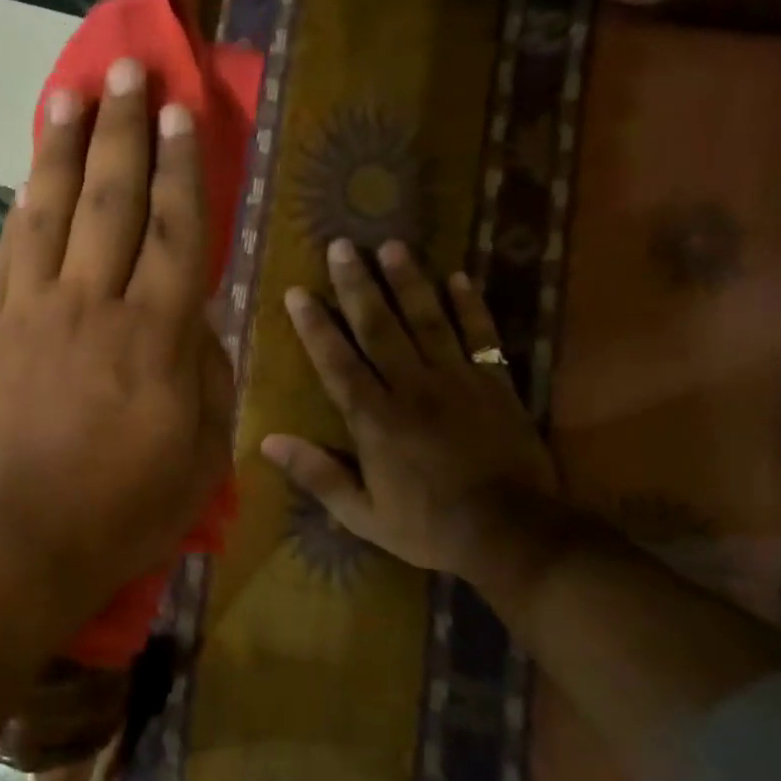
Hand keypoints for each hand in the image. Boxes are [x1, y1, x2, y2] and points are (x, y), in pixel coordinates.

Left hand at [0, 58, 233, 640]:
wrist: (13, 541)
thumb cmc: (120, 512)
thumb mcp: (200, 458)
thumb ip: (207, 377)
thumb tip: (197, 320)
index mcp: (155, 337)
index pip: (177, 230)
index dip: (183, 165)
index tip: (183, 111)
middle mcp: (92, 304)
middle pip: (112, 199)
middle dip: (124, 129)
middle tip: (128, 70)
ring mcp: (33, 310)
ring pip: (52, 209)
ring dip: (63, 147)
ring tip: (72, 93)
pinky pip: (10, 250)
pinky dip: (24, 205)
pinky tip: (31, 174)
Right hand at [261, 240, 556, 575]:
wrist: (513, 534)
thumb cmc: (429, 526)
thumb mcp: (363, 515)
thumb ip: (318, 475)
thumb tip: (268, 442)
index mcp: (375, 419)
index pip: (338, 362)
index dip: (316, 326)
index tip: (298, 292)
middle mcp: (411, 388)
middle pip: (379, 327)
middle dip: (357, 285)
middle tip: (341, 246)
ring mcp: (457, 381)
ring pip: (427, 321)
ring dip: (407, 282)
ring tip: (391, 246)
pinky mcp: (495, 383)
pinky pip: (481, 335)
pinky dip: (470, 305)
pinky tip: (458, 276)